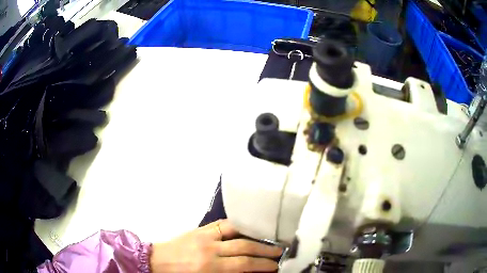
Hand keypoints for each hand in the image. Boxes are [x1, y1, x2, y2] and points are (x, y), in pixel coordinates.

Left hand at [150, 219, 282, 272]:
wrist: (156, 261)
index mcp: (209, 267)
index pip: (244, 264)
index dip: (263, 265)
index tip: (275, 266)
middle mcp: (209, 249)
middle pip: (244, 247)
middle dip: (265, 250)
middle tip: (279, 252)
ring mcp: (204, 235)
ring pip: (236, 230)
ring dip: (255, 235)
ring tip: (269, 238)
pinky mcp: (199, 228)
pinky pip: (223, 223)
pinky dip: (238, 226)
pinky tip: (249, 228)